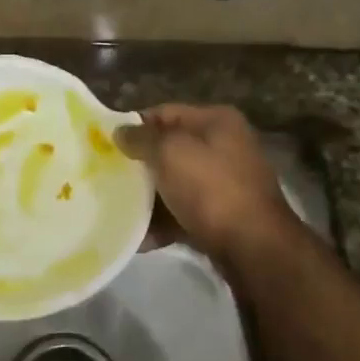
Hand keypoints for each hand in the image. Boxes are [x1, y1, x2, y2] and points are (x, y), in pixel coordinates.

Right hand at [117, 104, 302, 265]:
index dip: (134, 126)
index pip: (165, 113)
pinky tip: (139, 238)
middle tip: (106, 178)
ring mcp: (224, 184)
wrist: (254, 248)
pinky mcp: (222, 217)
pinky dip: (163, 224)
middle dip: (139, 165)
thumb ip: (141, 139)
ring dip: (148, 199)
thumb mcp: (170, 153)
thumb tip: (119, 132)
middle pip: (169, 150)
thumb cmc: (211, 190)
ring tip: (117, 210)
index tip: (105, 145)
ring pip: (174, 184)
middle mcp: (224, 147)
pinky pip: (183, 214)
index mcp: (216, 121)